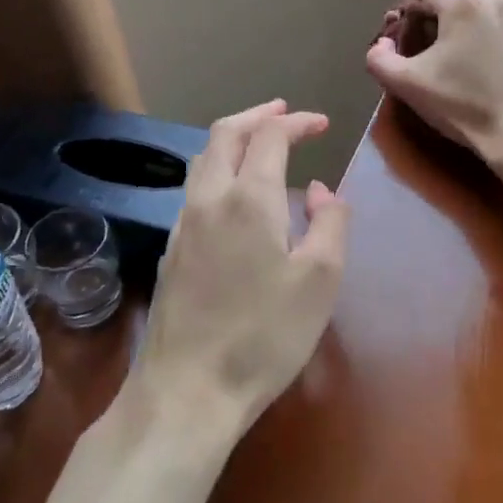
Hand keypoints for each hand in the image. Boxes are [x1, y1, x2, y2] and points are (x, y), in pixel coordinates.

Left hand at [133, 100, 349, 436]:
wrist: (187, 390)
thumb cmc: (264, 335)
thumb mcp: (320, 280)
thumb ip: (330, 222)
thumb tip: (319, 190)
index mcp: (249, 198)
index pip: (271, 136)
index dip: (298, 122)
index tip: (322, 124)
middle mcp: (209, 199)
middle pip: (225, 134)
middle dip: (257, 116)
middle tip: (284, 112)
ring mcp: (183, 224)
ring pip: (203, 160)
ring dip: (233, 140)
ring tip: (259, 145)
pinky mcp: (171, 251)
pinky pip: (194, 189)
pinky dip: (218, 170)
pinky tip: (235, 197)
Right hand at [366, 0, 502, 164]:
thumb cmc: (463, 106)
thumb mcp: (407, 86)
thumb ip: (380, 59)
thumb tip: (382, 45)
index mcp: (461, 4)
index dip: (412, 8)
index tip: (413, 35)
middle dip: (450, 2)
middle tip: (446, 37)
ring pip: (498, 0)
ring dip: (483, 16)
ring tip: (479, 50)